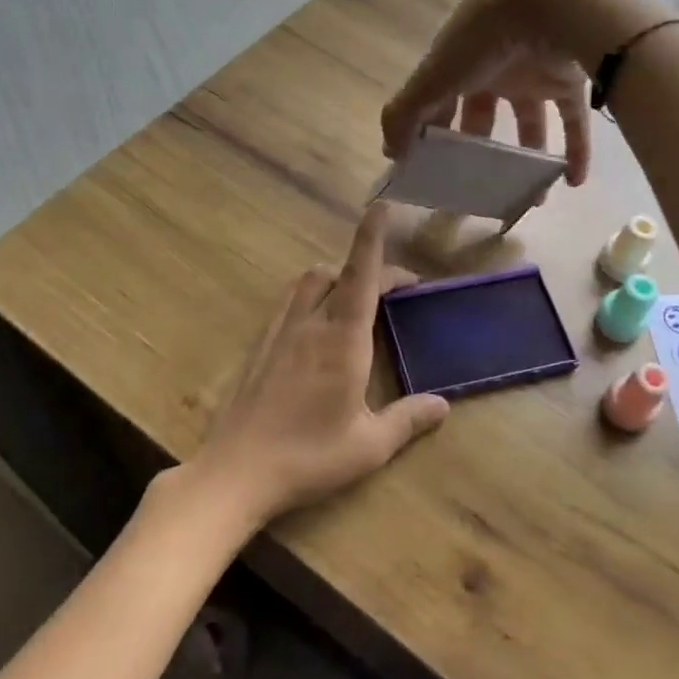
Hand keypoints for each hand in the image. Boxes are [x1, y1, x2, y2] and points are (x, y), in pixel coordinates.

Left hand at [181, 203, 448, 533]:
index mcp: (341, 339)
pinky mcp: (258, 348)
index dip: (371, 238)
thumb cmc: (308, 456)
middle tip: (392, 292)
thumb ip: (408, 420)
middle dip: (365, 268)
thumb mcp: (369, 446)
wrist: (236, 472)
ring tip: (354, 302)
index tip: (381, 207)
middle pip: (333, 272)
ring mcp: (278, 333)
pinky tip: (315, 331)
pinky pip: (287, 304)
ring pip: (306, 283)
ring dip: (333, 279)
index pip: (361, 275)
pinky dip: (309, 298)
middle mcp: (308, 324)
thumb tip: (443, 405)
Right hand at [381, 0, 662, 187]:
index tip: (432, 168)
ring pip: (530, 121)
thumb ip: (406, 114)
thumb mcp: (434, 76)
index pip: (440, 100)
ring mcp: (534, 71)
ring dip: (529, 159)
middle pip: (484, 112)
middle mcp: (495, 65)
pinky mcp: (570, 78)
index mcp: (459, 60)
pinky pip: (574, 120)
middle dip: (480, 149)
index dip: (433, 131)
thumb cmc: (484, 38)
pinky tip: (572, 181)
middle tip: (480, 186)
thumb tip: (390, 154)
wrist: (551, 0)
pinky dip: (576, 149)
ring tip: (531, 196)